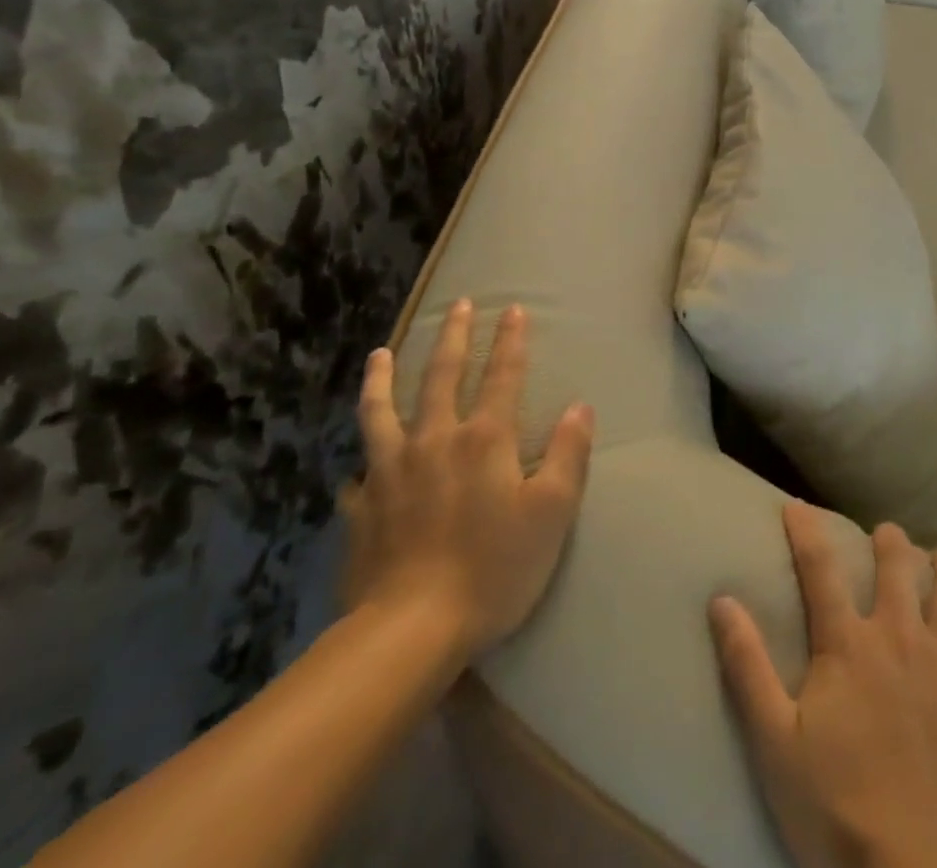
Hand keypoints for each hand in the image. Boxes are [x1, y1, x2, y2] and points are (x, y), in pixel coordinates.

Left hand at [341, 300, 593, 669]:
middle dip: (455, 336)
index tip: (513, 309)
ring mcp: (390, 473)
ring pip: (382, 412)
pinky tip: (356, 466)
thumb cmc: (494, 568)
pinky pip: (355, 476)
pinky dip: (358, 463)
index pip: (502, 375)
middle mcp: (435, 441)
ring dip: (382, 378)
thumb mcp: (552, 512)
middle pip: (442, 376)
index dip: (511, 340)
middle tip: (459, 305)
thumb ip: (570, 454)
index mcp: (485, 439)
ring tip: (380, 353)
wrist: (409, 632)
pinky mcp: (361, 510)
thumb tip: (581, 406)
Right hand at [709, 503, 936, 867]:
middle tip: (888, 535)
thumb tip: (722, 599)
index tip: (796, 505)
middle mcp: (901, 633)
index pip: (820, 569)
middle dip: (890, 542)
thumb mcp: (776, 746)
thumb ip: (748, 668)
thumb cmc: (842, 814)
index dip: (806, 532)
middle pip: (896, 566)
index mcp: (849, 645)